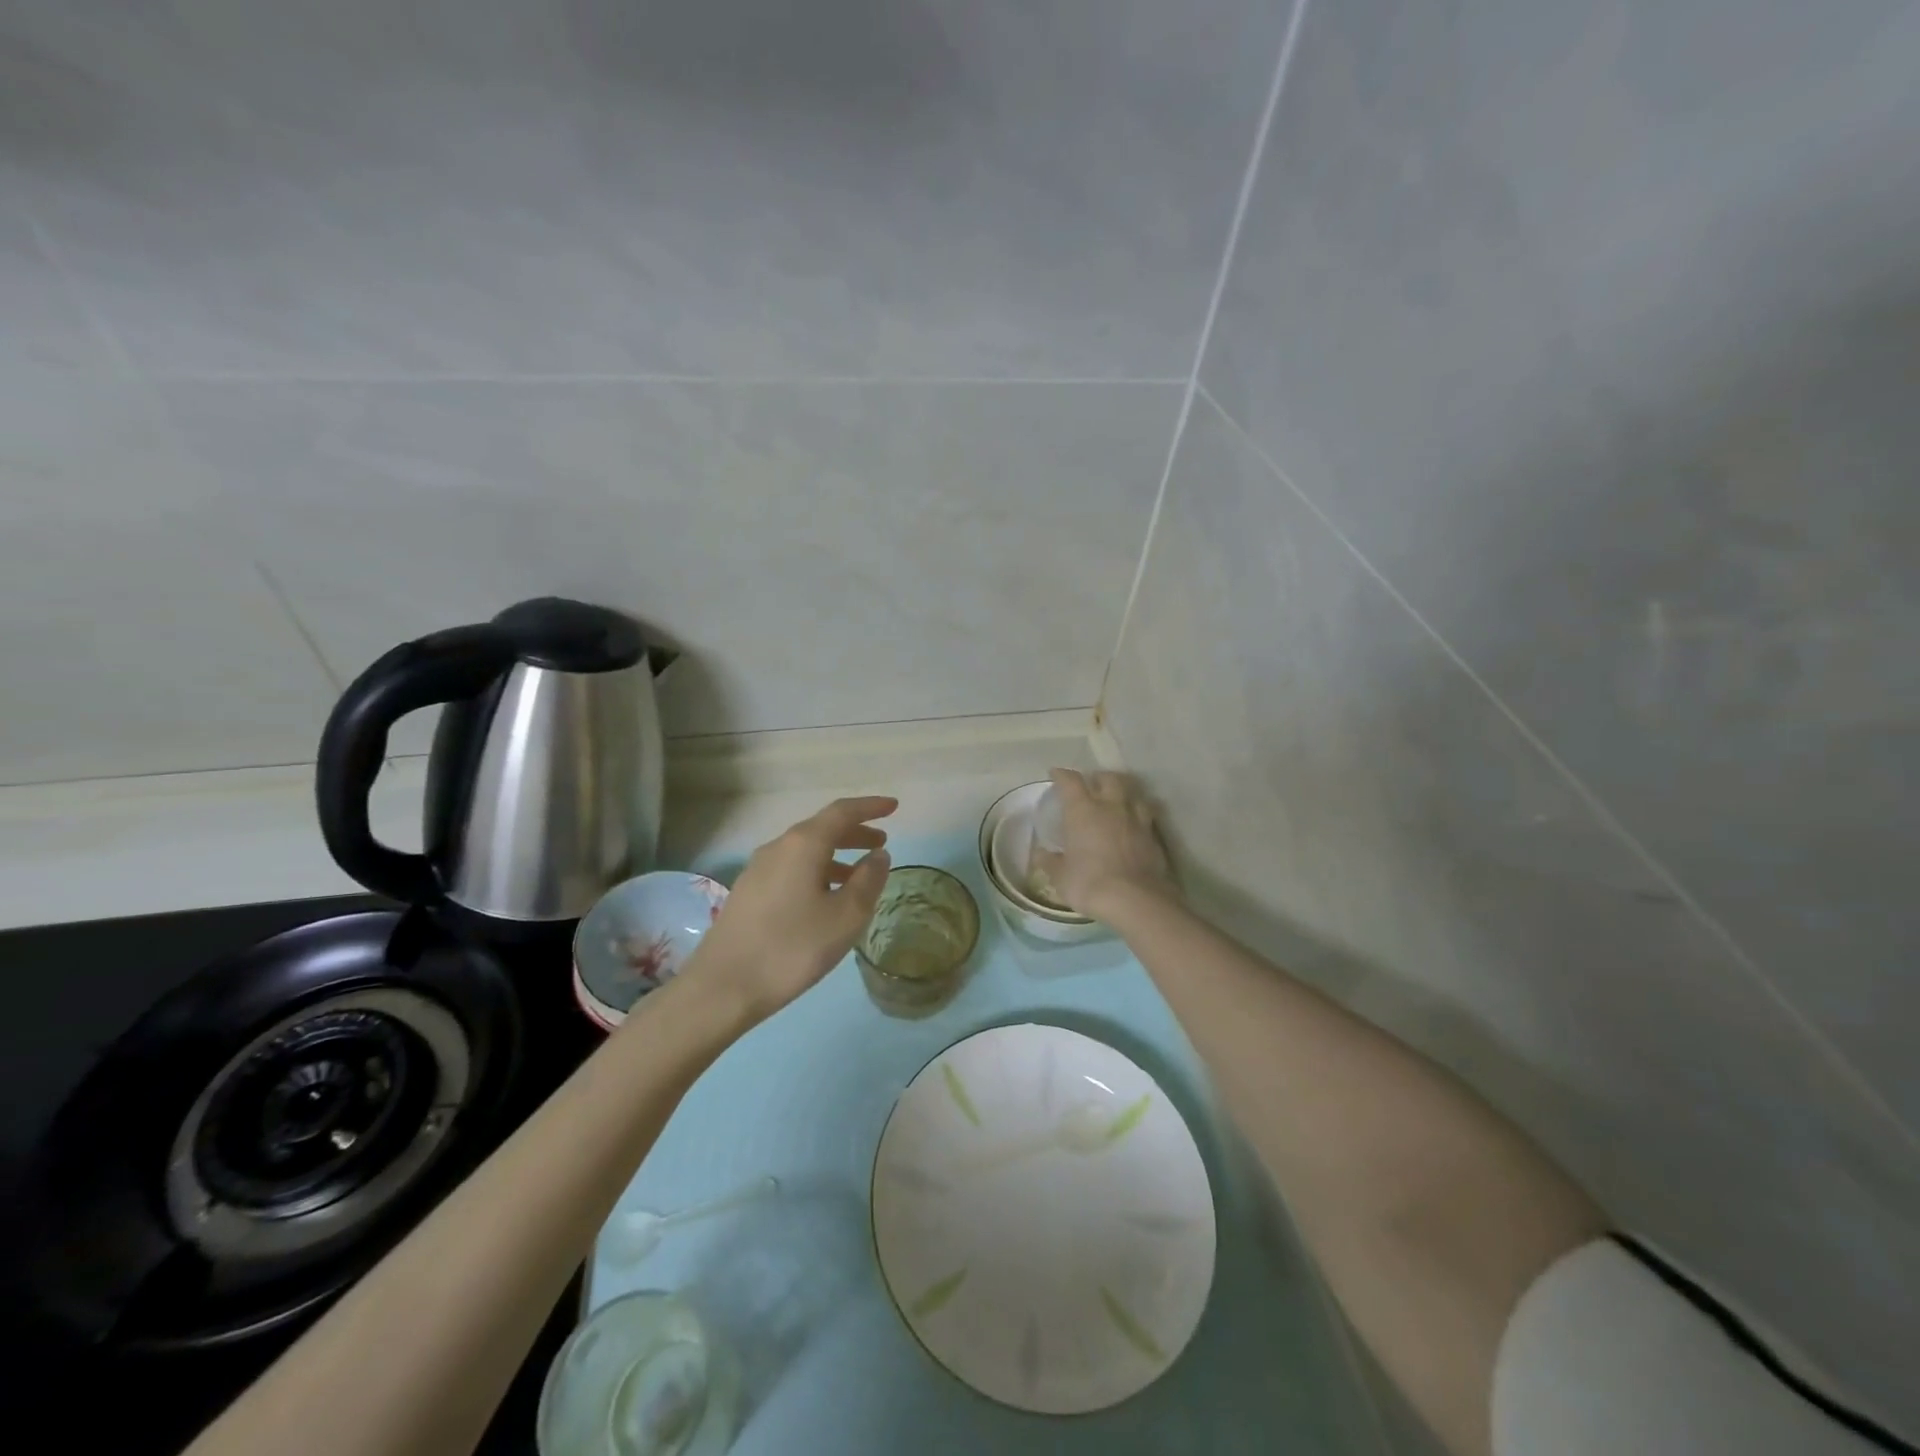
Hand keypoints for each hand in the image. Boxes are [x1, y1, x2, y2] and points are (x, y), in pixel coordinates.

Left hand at [685, 796, 895, 1020]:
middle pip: (822, 828)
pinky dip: (816, 871)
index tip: (894, 807)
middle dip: (854, 832)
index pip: (842, 812)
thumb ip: (869, 880)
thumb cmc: (793, 948)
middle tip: (881, 843)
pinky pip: (791, 868)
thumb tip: (879, 855)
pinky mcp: (748, 892)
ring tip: (858, 875)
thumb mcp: (846, 917)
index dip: (871, 807)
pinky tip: (825, 898)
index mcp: (803, 844)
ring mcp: (758, 869)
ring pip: (805, 851)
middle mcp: (778, 847)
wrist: (723, 987)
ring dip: (836, 855)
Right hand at [1036, 769, 1173, 920]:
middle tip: (1091, 786)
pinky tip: (1134, 825)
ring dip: (1123, 792)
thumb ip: (1050, 862)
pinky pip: (1146, 815)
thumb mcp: (1061, 876)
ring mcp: (1137, 819)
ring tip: (1117, 801)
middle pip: (1107, 778)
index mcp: (1083, 810)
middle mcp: (1111, 806)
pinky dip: (1138, 815)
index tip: (1055, 775)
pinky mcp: (1154, 836)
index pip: (1070, 781)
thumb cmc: (1089, 883)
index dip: (1062, 775)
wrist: (1136, 900)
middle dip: (1098, 778)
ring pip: (1132, 792)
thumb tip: (1040, 854)